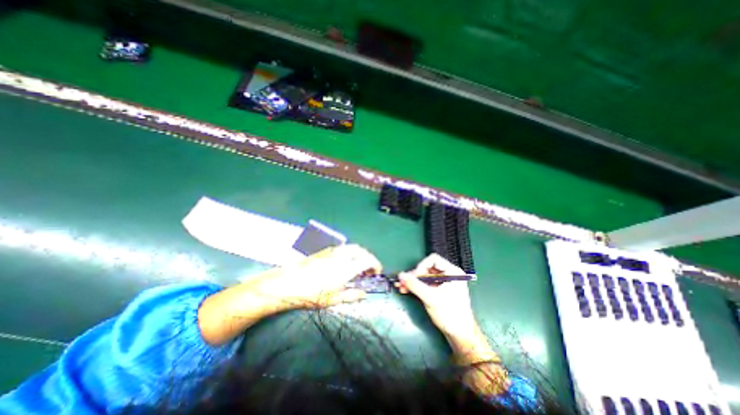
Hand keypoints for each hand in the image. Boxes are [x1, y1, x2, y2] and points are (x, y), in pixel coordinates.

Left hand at [198, 245, 380, 345]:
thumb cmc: (311, 294)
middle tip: (368, 270)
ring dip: (359, 254)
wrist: (287, 283)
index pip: (368, 260)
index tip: (377, 273)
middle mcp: (342, 255)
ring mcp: (333, 251)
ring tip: (357, 267)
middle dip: (368, 258)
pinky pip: (343, 248)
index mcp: (347, 267)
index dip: (376, 265)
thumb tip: (364, 294)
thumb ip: (352, 295)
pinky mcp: (325, 250)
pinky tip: (344, 263)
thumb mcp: (334, 299)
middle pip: (362, 250)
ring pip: (352, 247)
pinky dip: (350, 253)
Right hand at [396, 253, 498, 382]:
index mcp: (452, 272)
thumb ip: (414, 285)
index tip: (414, 277)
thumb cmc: (449, 314)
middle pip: (427, 268)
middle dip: (414, 275)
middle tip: (403, 282)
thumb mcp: (430, 298)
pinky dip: (417, 287)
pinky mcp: (440, 291)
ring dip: (413, 281)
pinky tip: (406, 290)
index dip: (421, 266)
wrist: (461, 335)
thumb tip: (400, 275)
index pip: (433, 260)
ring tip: (401, 286)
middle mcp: (448, 274)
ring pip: (424, 277)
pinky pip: (426, 284)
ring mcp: (444, 283)